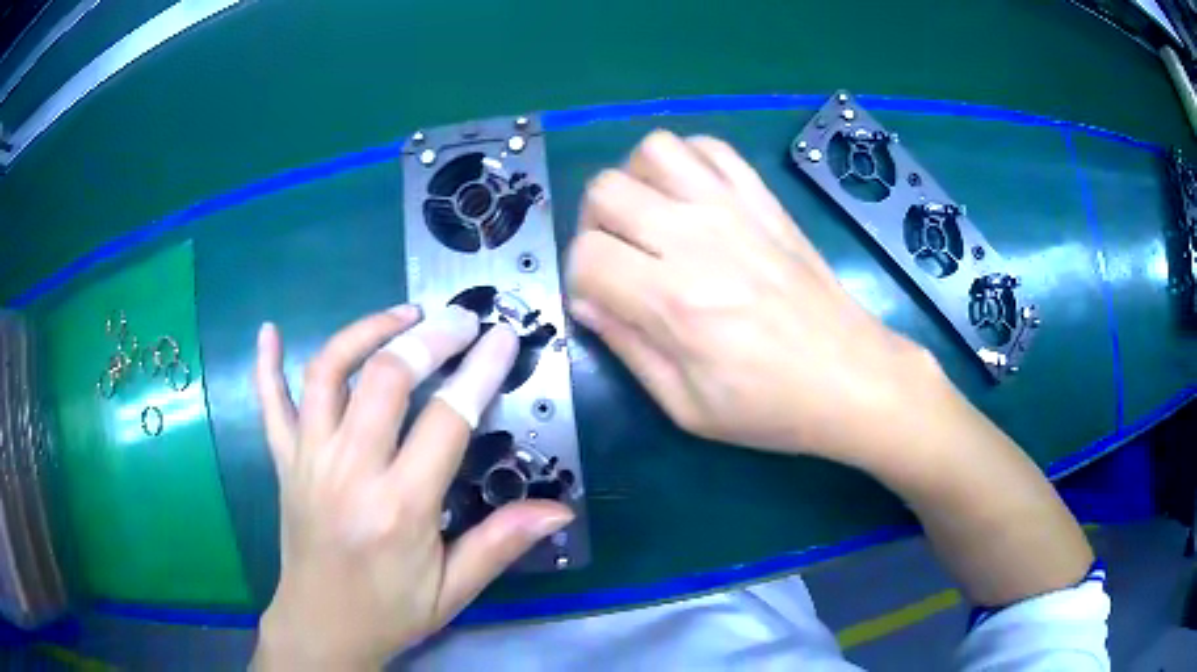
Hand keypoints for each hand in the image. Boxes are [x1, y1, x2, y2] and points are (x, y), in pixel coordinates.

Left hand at [251, 306, 573, 669]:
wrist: (321, 627)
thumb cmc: (390, 611)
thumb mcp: (453, 590)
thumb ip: (501, 543)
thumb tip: (560, 509)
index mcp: (400, 507)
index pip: (447, 419)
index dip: (479, 371)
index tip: (501, 337)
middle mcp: (349, 471)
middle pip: (385, 379)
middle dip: (428, 338)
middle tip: (459, 321)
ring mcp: (308, 460)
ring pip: (328, 373)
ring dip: (365, 332)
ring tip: (401, 315)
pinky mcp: (283, 462)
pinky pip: (269, 404)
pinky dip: (266, 365)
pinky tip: (268, 331)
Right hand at [566, 130, 943, 466]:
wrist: (852, 377)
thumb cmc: (771, 405)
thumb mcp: (686, 407)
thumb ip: (627, 348)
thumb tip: (586, 303)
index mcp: (674, 300)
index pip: (586, 255)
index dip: (579, 279)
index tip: (603, 302)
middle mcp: (697, 238)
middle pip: (605, 190)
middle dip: (595, 225)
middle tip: (619, 259)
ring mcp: (734, 208)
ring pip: (652, 151)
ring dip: (636, 181)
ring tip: (651, 220)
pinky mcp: (763, 198)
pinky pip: (709, 147)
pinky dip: (686, 162)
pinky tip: (692, 198)